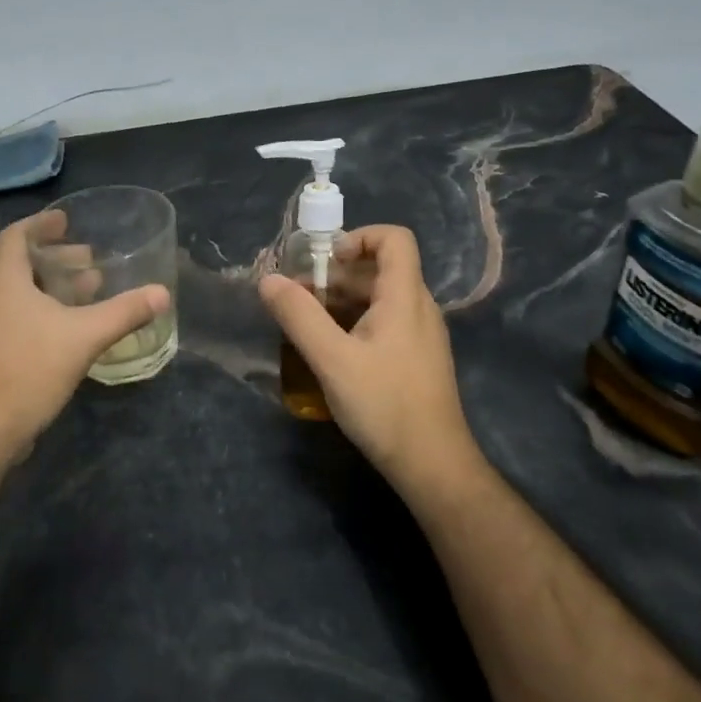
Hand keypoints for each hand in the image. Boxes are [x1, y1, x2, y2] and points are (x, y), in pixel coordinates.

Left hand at [0, 212, 170, 461]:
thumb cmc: (31, 369)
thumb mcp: (85, 336)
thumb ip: (124, 312)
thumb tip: (162, 293)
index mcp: (6, 283)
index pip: (15, 237)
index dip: (40, 224)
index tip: (67, 221)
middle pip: (22, 264)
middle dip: (57, 257)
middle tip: (90, 259)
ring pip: (24, 293)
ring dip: (55, 285)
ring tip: (91, 289)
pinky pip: (23, 317)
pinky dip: (49, 310)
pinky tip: (76, 327)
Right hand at [259, 225, 482, 493]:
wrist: (432, 464)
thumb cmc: (384, 405)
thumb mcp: (332, 360)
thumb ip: (299, 316)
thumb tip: (269, 280)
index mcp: (405, 298)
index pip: (395, 238)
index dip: (358, 237)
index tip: (324, 261)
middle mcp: (419, 308)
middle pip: (381, 268)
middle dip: (337, 274)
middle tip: (299, 296)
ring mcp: (421, 335)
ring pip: (380, 298)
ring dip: (342, 300)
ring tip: (306, 323)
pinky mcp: (416, 358)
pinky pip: (385, 322)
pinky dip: (355, 322)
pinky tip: (330, 349)